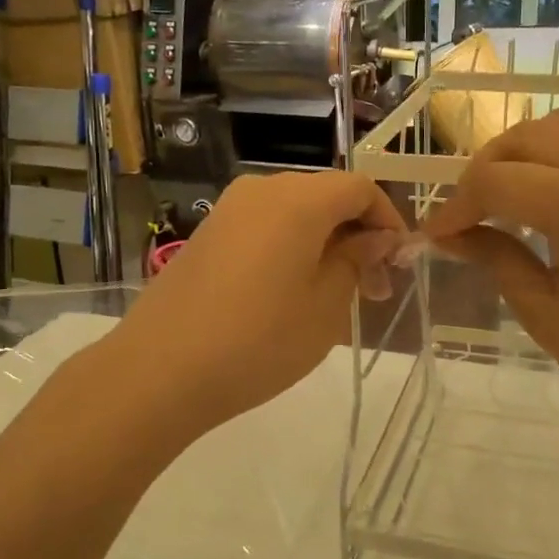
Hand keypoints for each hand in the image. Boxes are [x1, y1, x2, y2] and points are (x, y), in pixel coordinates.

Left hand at [106, 172, 406, 438]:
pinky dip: (290, 249)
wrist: (160, 370)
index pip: (360, 188)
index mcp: (298, 199)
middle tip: (372, 291)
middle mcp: (261, 190)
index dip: (388, 221)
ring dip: (324, 245)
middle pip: (326, 197)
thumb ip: (357, 260)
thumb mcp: (326, 306)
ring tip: (333, 299)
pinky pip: (263, 228)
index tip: (399, 264)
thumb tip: (376, 237)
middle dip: (357, 236)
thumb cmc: (259, 340)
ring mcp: (228, 211)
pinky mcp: (207, 235)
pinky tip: (290, 295)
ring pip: (294, 214)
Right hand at [423, 108, 558, 451]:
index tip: (436, 236)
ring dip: (523, 153)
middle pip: (529, 136)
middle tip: (466, 215)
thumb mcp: (546, 314)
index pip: (497, 180)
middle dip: (485, 168)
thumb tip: (452, 236)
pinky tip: (546, 202)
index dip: (456, 206)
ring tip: (503, 199)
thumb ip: (497, 259)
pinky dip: (557, 158)